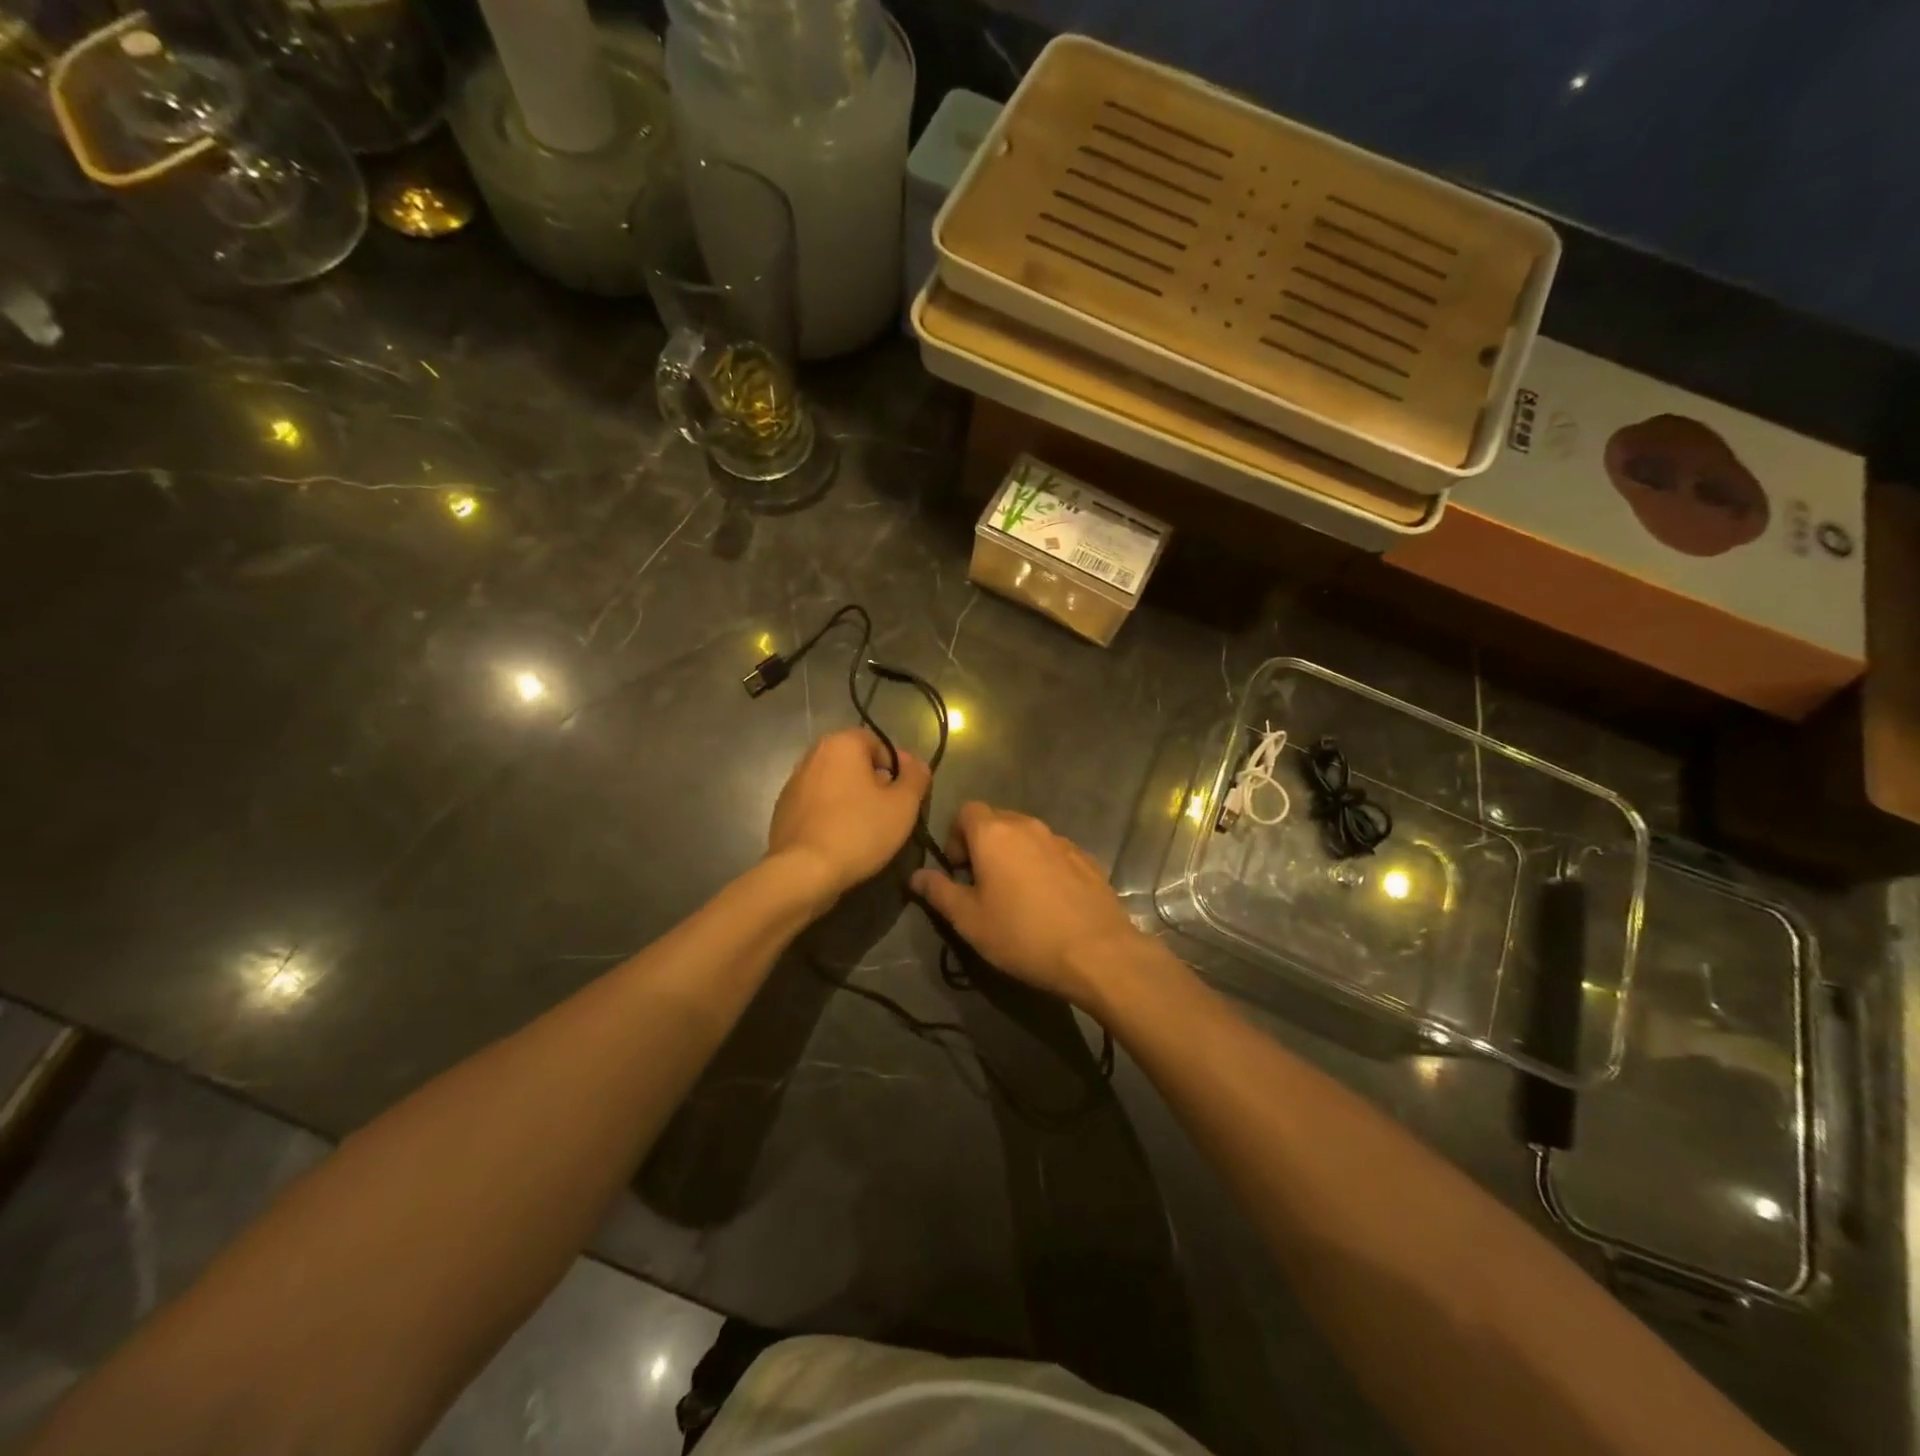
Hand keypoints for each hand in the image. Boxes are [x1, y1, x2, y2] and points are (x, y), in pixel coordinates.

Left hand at [768, 728, 930, 904]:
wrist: (803, 872)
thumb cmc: (859, 831)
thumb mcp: (903, 805)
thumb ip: (916, 777)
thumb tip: (916, 765)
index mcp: (841, 744)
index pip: (878, 744)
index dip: (897, 767)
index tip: (905, 795)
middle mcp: (813, 755)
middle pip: (854, 763)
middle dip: (874, 783)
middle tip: (889, 812)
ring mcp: (793, 783)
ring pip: (835, 784)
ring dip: (852, 799)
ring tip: (866, 829)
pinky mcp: (782, 810)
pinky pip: (817, 804)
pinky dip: (831, 814)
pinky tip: (841, 839)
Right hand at [910, 801, 1144, 1007]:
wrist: (1097, 952)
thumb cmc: (1022, 934)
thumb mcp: (969, 920)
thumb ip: (939, 892)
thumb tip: (916, 876)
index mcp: (994, 833)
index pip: (966, 811)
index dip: (956, 836)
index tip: (958, 870)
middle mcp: (1028, 826)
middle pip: (997, 820)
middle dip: (983, 844)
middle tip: (982, 884)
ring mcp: (1061, 840)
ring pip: (1027, 836)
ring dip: (1014, 855)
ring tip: (1016, 894)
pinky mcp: (1086, 858)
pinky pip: (1054, 852)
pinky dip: (1043, 866)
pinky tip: (1048, 901)